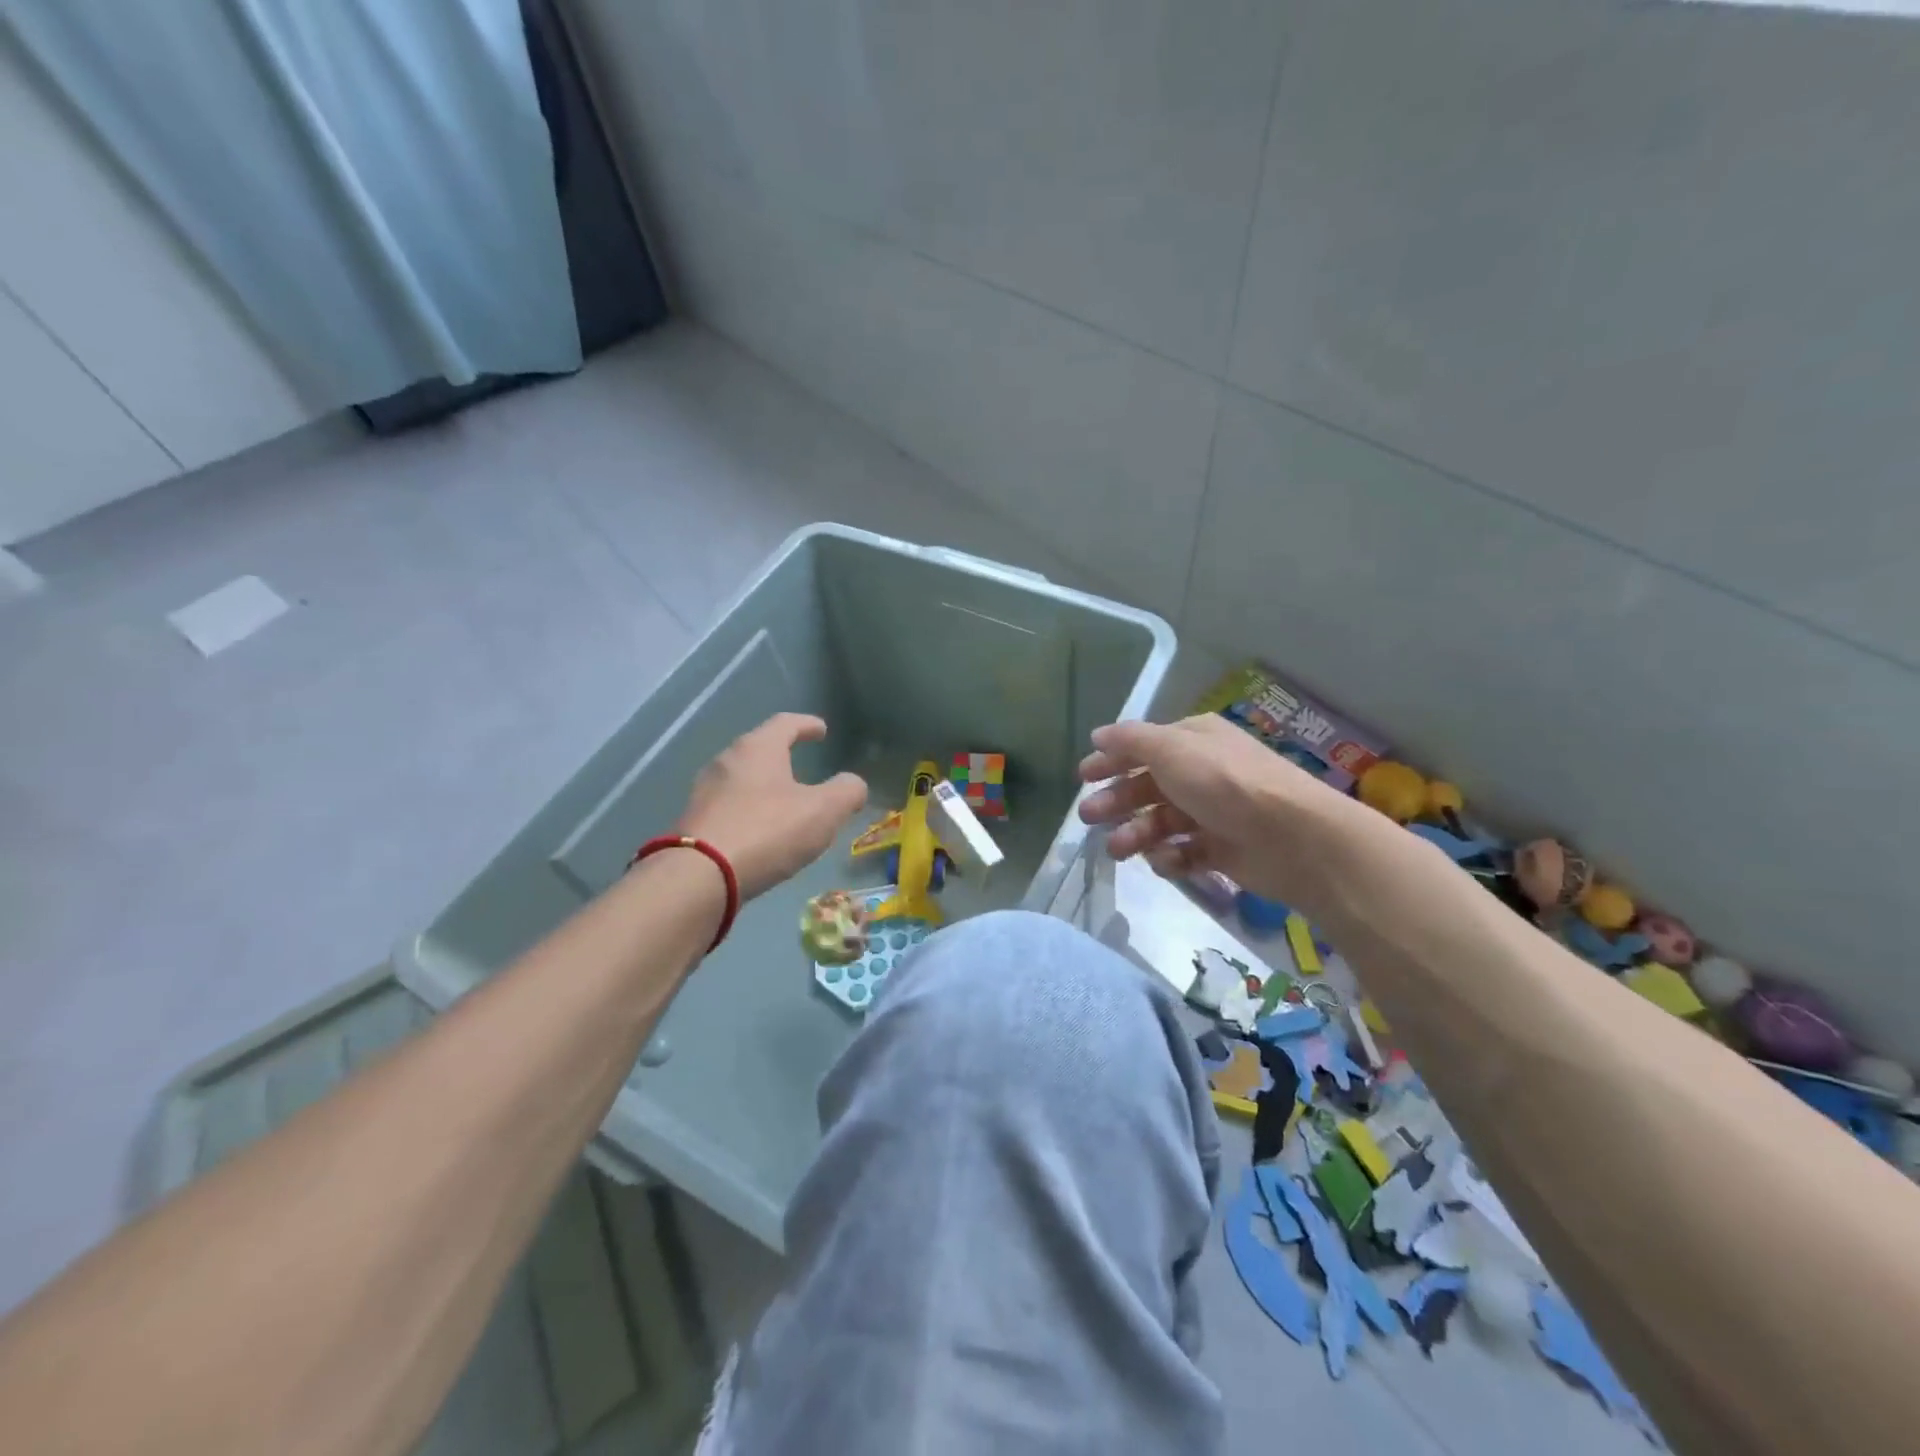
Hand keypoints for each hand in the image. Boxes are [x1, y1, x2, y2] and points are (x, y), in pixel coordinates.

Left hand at [678, 714, 868, 899]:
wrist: (699, 877)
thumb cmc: (767, 831)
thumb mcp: (823, 811)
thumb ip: (846, 792)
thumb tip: (854, 784)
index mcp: (758, 748)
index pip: (786, 723)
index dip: (807, 725)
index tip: (821, 730)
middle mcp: (727, 761)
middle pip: (758, 749)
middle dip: (781, 755)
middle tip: (802, 765)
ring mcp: (705, 792)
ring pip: (741, 779)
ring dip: (763, 785)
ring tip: (783, 801)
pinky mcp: (694, 822)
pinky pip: (728, 806)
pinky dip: (748, 810)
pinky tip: (759, 830)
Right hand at [1077, 714, 1369, 911]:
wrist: (1293, 837)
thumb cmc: (1225, 783)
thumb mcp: (1172, 749)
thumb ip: (1131, 740)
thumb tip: (1099, 734)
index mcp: (1194, 741)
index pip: (1144, 747)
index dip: (1112, 759)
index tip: (1083, 776)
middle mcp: (1203, 773)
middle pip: (1148, 786)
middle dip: (1117, 800)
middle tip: (1088, 817)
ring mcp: (1213, 813)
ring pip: (1161, 822)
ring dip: (1135, 833)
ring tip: (1117, 850)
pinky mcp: (1222, 850)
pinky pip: (1184, 852)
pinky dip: (1170, 857)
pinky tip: (1165, 861)